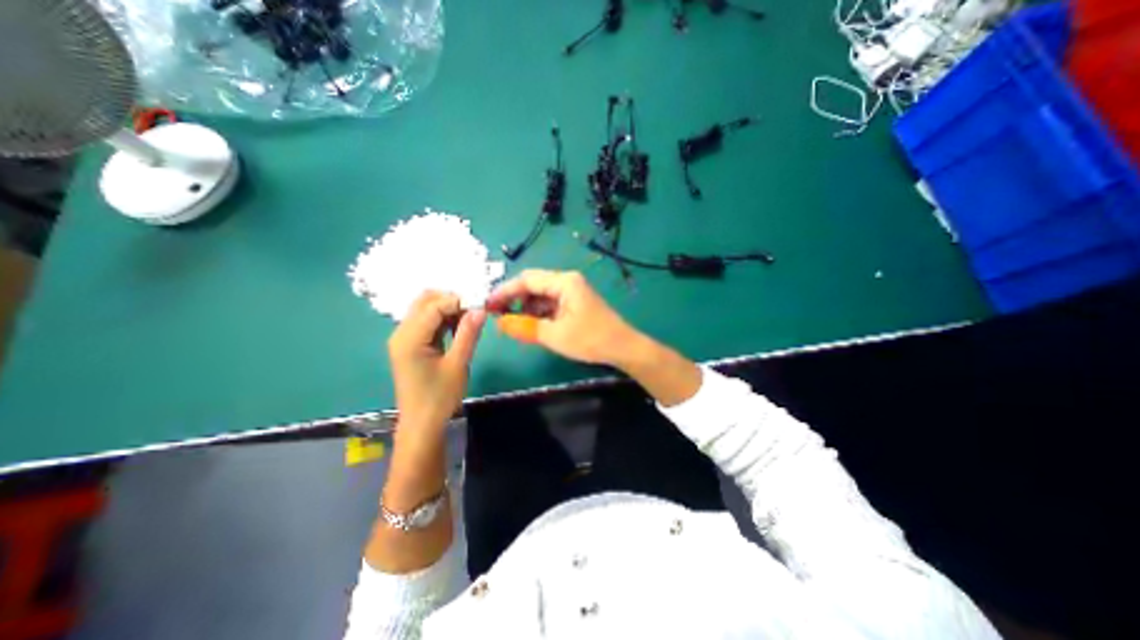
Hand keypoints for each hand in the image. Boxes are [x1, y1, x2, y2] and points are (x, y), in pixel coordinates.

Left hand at [388, 290, 483, 436]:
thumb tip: (480, 309)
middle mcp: (401, 333)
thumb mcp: (458, 364)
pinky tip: (459, 328)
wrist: (422, 424)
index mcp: (409, 338)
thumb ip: (468, 334)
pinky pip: (427, 322)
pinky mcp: (410, 345)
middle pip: (425, 301)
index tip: (481, 305)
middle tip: (474, 311)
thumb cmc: (440, 397)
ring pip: (426, 309)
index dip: (458, 301)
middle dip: (451, 300)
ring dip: (448, 309)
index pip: (434, 305)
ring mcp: (404, 339)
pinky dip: (443, 320)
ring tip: (470, 320)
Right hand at [479, 271, 638, 366]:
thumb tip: (499, 323)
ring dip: (525, 307)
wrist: (622, 348)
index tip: (487, 304)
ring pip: (541, 295)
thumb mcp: (554, 335)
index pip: (527, 280)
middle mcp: (567, 281)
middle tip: (496, 315)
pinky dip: (538, 313)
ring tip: (511, 322)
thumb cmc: (590, 339)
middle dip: (514, 299)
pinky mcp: (574, 303)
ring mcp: (572, 291)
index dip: (505, 291)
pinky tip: (530, 324)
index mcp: (564, 282)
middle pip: (533, 285)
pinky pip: (550, 303)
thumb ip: (525, 327)